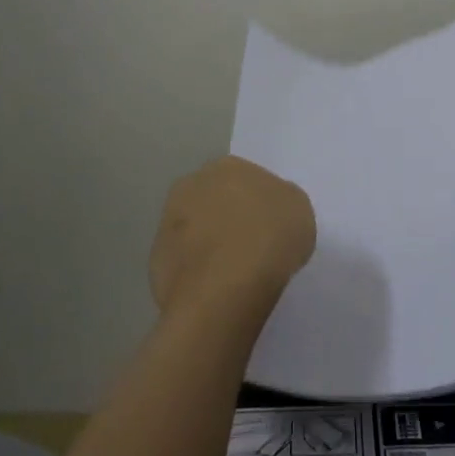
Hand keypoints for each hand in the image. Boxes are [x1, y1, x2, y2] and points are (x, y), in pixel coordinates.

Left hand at [151, 156, 315, 316]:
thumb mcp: (299, 210)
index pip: (244, 178)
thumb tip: (268, 210)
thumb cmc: (269, 239)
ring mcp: (168, 222)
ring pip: (194, 229)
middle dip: (226, 217)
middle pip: (214, 199)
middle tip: (249, 245)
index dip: (257, 202)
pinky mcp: (155, 260)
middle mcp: (192, 184)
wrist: (225, 290)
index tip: (269, 225)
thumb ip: (281, 202)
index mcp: (227, 166)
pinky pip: (183, 261)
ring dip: (207, 243)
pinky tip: (213, 290)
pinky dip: (195, 271)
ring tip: (231, 272)